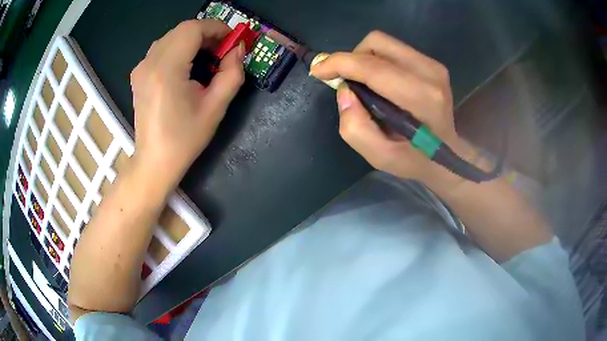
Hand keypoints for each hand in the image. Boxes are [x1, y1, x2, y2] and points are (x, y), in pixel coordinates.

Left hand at [130, 20, 244, 189]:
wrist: (155, 161)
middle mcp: (149, 63)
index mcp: (167, 70)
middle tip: (222, 51)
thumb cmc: (185, 138)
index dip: (216, 28)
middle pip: (182, 30)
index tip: (232, 41)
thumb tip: (238, 49)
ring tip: (206, 58)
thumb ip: (232, 73)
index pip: (192, 29)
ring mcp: (141, 67)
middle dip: (206, 34)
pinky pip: (161, 48)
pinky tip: (186, 66)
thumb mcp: (216, 107)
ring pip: (171, 37)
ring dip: (192, 40)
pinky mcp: (138, 74)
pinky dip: (178, 48)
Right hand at [311, 31, 472, 186]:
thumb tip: (344, 91)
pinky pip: (393, 49)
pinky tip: (380, 82)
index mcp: (421, 97)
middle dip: (352, 59)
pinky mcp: (432, 63)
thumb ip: (356, 128)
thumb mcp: (381, 157)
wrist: (448, 155)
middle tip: (347, 82)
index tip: (319, 71)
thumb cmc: (415, 159)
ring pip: (383, 43)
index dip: (339, 63)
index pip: (373, 66)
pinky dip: (377, 60)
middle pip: (377, 43)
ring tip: (364, 84)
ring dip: (364, 59)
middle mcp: (429, 73)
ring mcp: (433, 65)